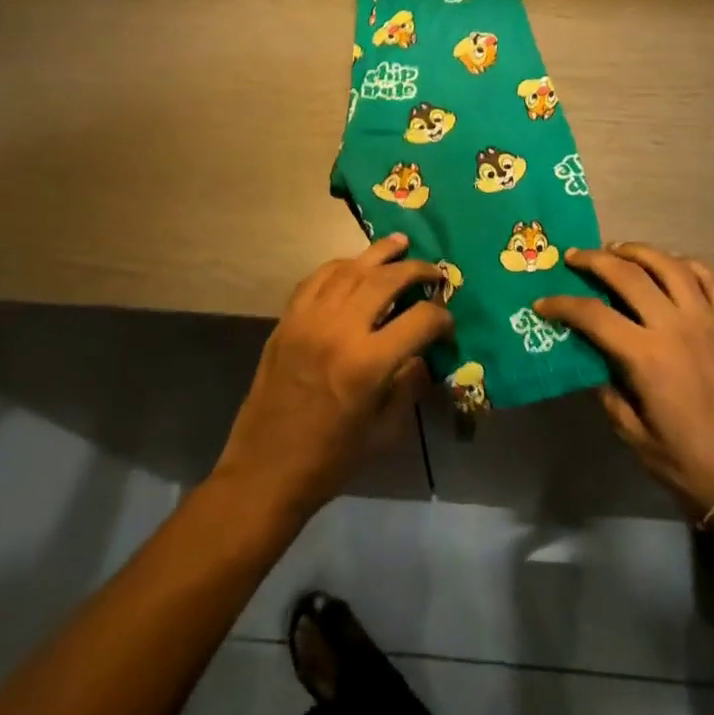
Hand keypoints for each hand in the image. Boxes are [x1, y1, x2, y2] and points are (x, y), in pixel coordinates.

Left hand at [215, 234, 452, 521]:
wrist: (266, 470)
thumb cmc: (331, 459)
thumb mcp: (385, 431)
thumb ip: (409, 385)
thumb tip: (423, 354)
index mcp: (368, 364)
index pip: (419, 319)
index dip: (441, 317)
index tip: (447, 324)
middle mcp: (338, 330)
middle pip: (385, 280)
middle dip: (416, 270)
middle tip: (435, 272)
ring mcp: (308, 321)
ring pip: (349, 269)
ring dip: (379, 254)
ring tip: (401, 244)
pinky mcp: (287, 321)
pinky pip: (316, 279)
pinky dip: (340, 266)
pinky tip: (355, 265)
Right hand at [535, 244, 713, 517]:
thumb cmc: (686, 463)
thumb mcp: (633, 434)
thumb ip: (609, 392)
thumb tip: (593, 363)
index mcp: (647, 357)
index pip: (594, 315)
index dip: (563, 305)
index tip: (543, 303)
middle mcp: (677, 327)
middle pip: (630, 276)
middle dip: (596, 260)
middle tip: (575, 256)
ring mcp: (709, 322)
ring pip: (671, 266)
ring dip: (640, 252)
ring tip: (619, 250)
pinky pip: (712, 281)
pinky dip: (689, 265)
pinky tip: (673, 265)